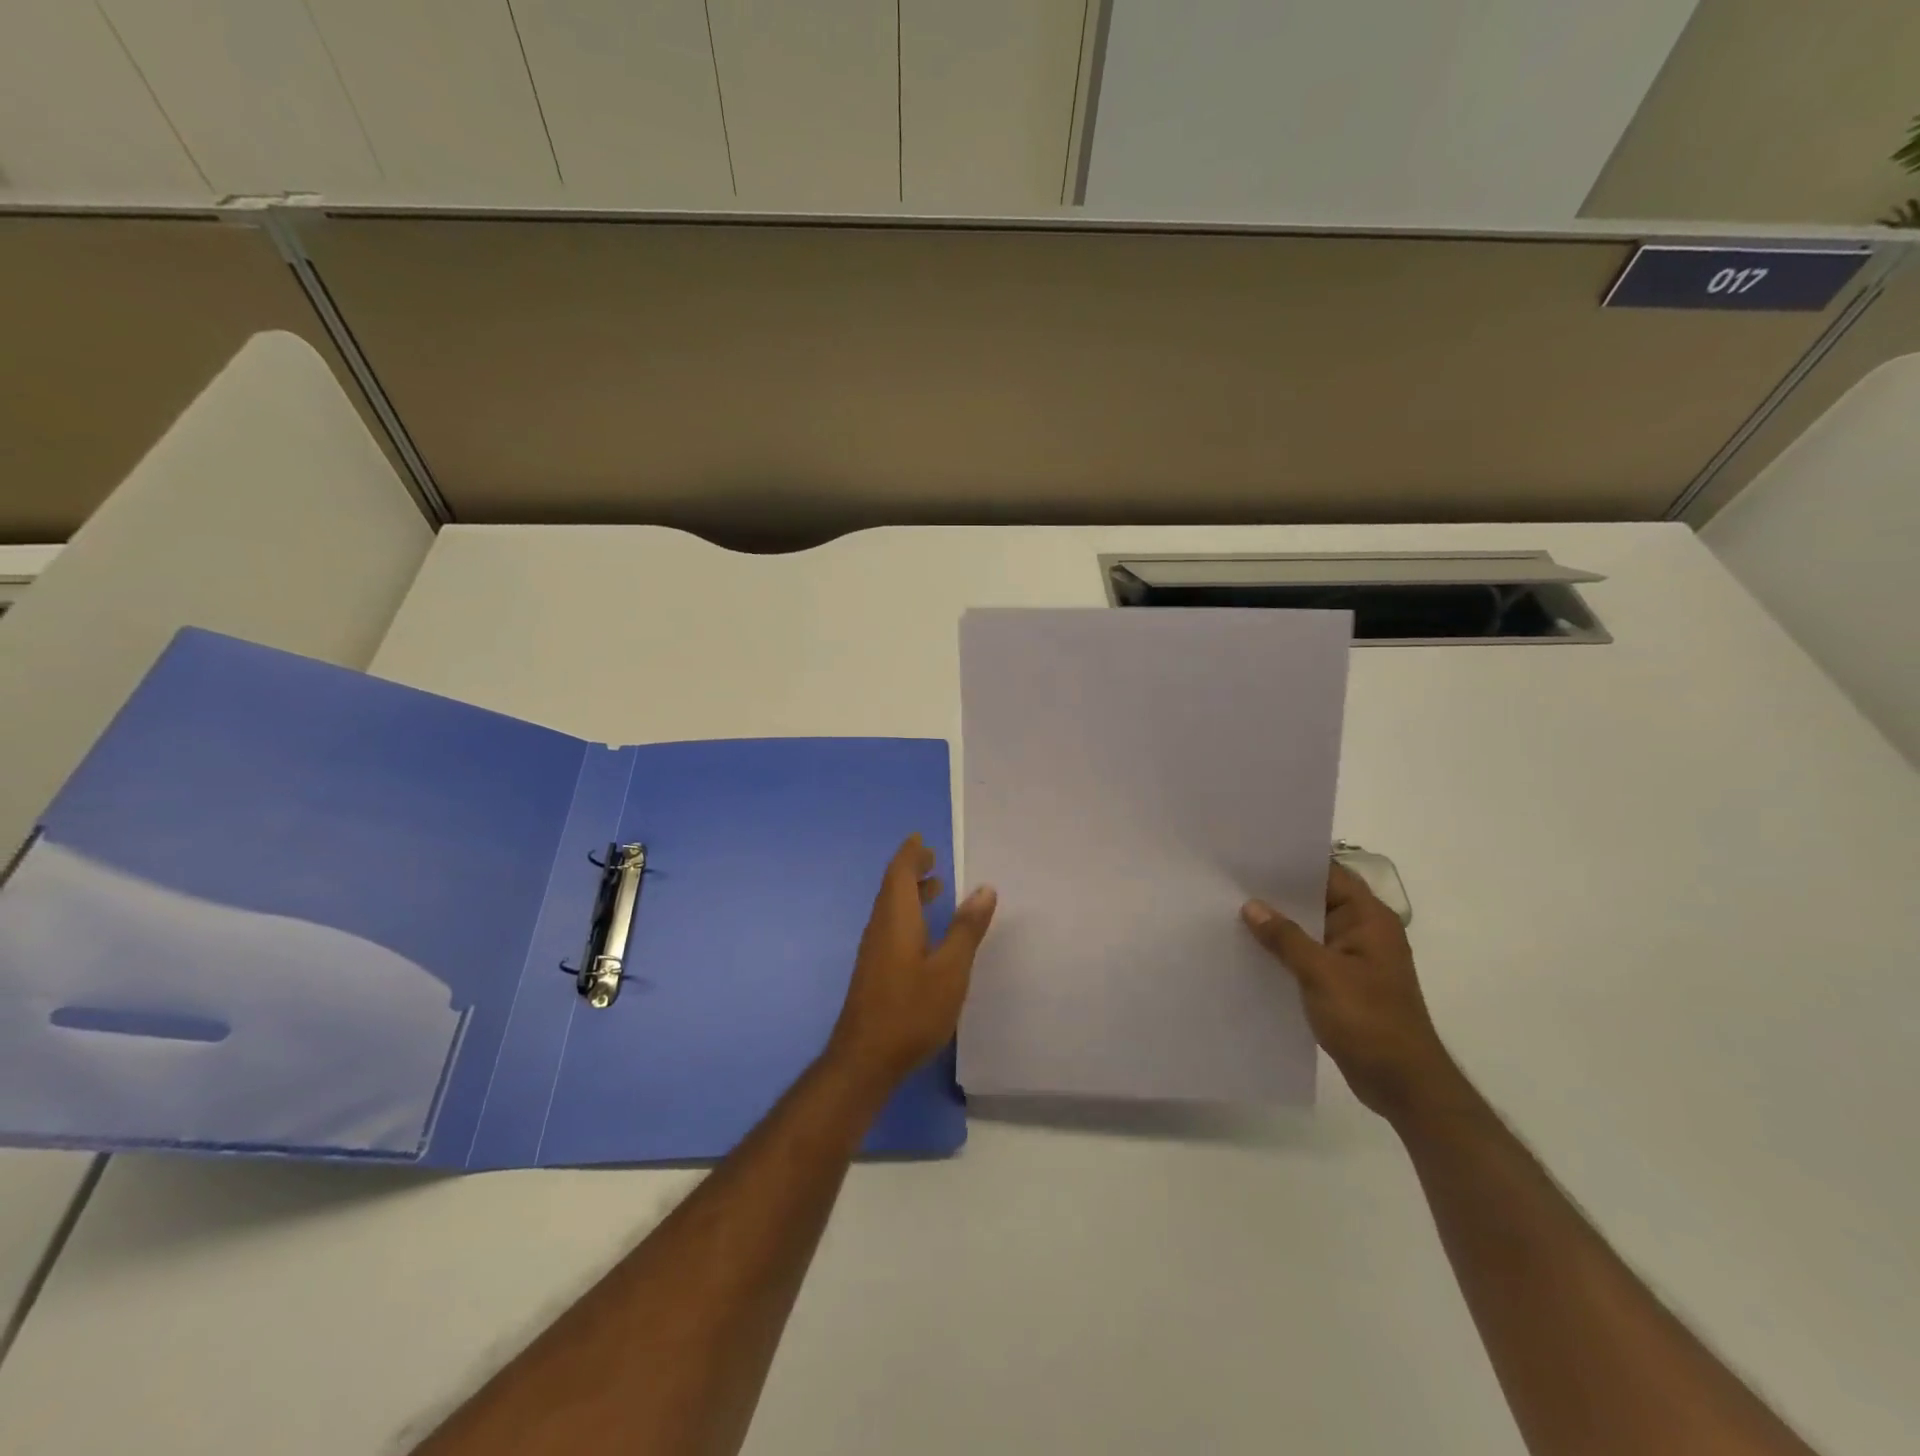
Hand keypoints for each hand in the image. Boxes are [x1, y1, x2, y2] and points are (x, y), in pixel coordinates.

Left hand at [825, 836, 997, 1096]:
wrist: (864, 1059)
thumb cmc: (911, 1010)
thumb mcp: (950, 970)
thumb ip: (966, 929)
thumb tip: (984, 888)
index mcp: (896, 919)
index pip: (899, 873)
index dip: (911, 854)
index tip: (922, 839)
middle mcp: (880, 927)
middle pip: (892, 887)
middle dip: (911, 870)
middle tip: (933, 858)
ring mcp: (874, 951)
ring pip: (891, 908)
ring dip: (910, 893)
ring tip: (936, 888)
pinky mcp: (874, 970)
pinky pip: (891, 926)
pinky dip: (908, 914)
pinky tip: (925, 932)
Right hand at [1242, 863, 1464, 1122]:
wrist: (1403, 1084)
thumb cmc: (1369, 1021)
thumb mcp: (1322, 974)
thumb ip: (1285, 938)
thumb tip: (1251, 906)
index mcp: (1369, 919)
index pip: (1329, 874)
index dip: (1293, 862)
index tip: (1252, 854)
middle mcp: (1362, 932)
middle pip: (1315, 900)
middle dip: (1277, 893)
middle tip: (1231, 880)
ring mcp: (1351, 959)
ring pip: (1307, 930)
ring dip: (1277, 925)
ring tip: (1231, 910)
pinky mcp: (1340, 984)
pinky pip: (1306, 956)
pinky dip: (1282, 952)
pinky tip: (1249, 950)